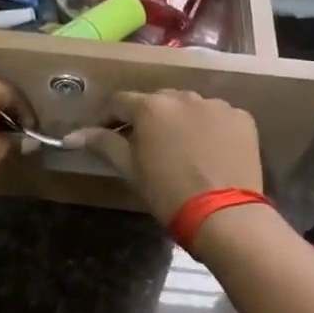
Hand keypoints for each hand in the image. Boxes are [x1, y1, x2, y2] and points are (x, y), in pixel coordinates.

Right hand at [68, 90, 261, 223]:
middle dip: (147, 119)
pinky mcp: (241, 117)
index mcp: (150, 106)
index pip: (119, 102)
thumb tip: (72, 136)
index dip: (109, 118)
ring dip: (180, 121)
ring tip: (180, 149)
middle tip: (144, 145)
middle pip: (156, 101)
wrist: (224, 215)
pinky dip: (210, 128)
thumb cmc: (168, 193)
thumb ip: (103, 144)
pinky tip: (210, 152)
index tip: (106, 135)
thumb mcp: (131, 169)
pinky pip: (218, 117)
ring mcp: (215, 105)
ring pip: (189, 107)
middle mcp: (183, 96)